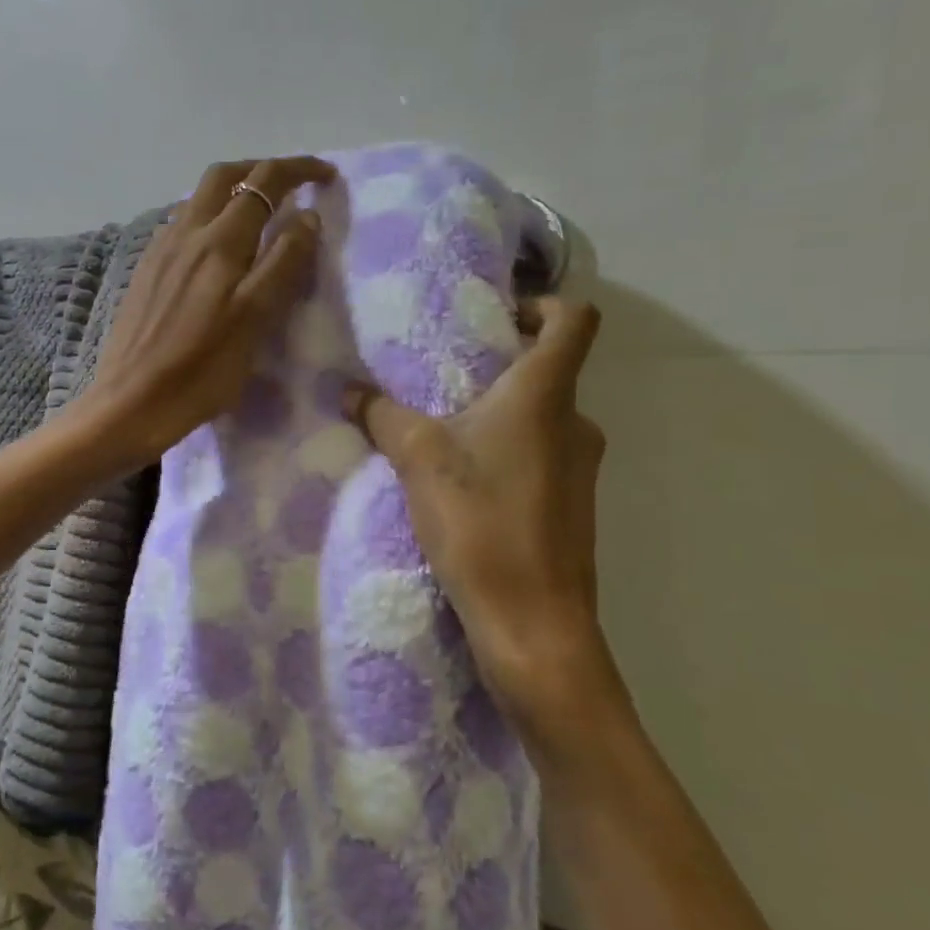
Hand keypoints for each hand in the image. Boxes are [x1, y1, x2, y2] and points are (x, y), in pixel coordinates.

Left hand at [86, 156, 333, 465]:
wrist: (130, 403)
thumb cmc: (201, 372)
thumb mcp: (254, 320)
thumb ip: (282, 264)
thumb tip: (306, 216)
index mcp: (219, 242)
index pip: (263, 182)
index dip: (298, 169)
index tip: (326, 175)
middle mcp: (186, 233)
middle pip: (224, 176)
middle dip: (262, 169)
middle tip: (293, 185)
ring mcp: (160, 251)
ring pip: (199, 198)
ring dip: (234, 191)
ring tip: (261, 214)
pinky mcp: (147, 271)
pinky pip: (183, 224)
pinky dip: (211, 217)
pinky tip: (220, 248)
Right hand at [343, 296, 619, 737]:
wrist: (532, 625)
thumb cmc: (481, 523)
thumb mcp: (418, 459)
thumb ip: (382, 415)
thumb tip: (349, 390)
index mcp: (547, 396)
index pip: (574, 319)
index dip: (541, 304)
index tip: (495, 318)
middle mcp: (576, 423)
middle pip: (548, 371)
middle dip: (496, 368)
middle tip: (439, 379)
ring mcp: (579, 469)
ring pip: (538, 420)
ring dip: (494, 417)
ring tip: (439, 434)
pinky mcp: (570, 508)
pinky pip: (536, 458)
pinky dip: (503, 455)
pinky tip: (459, 484)